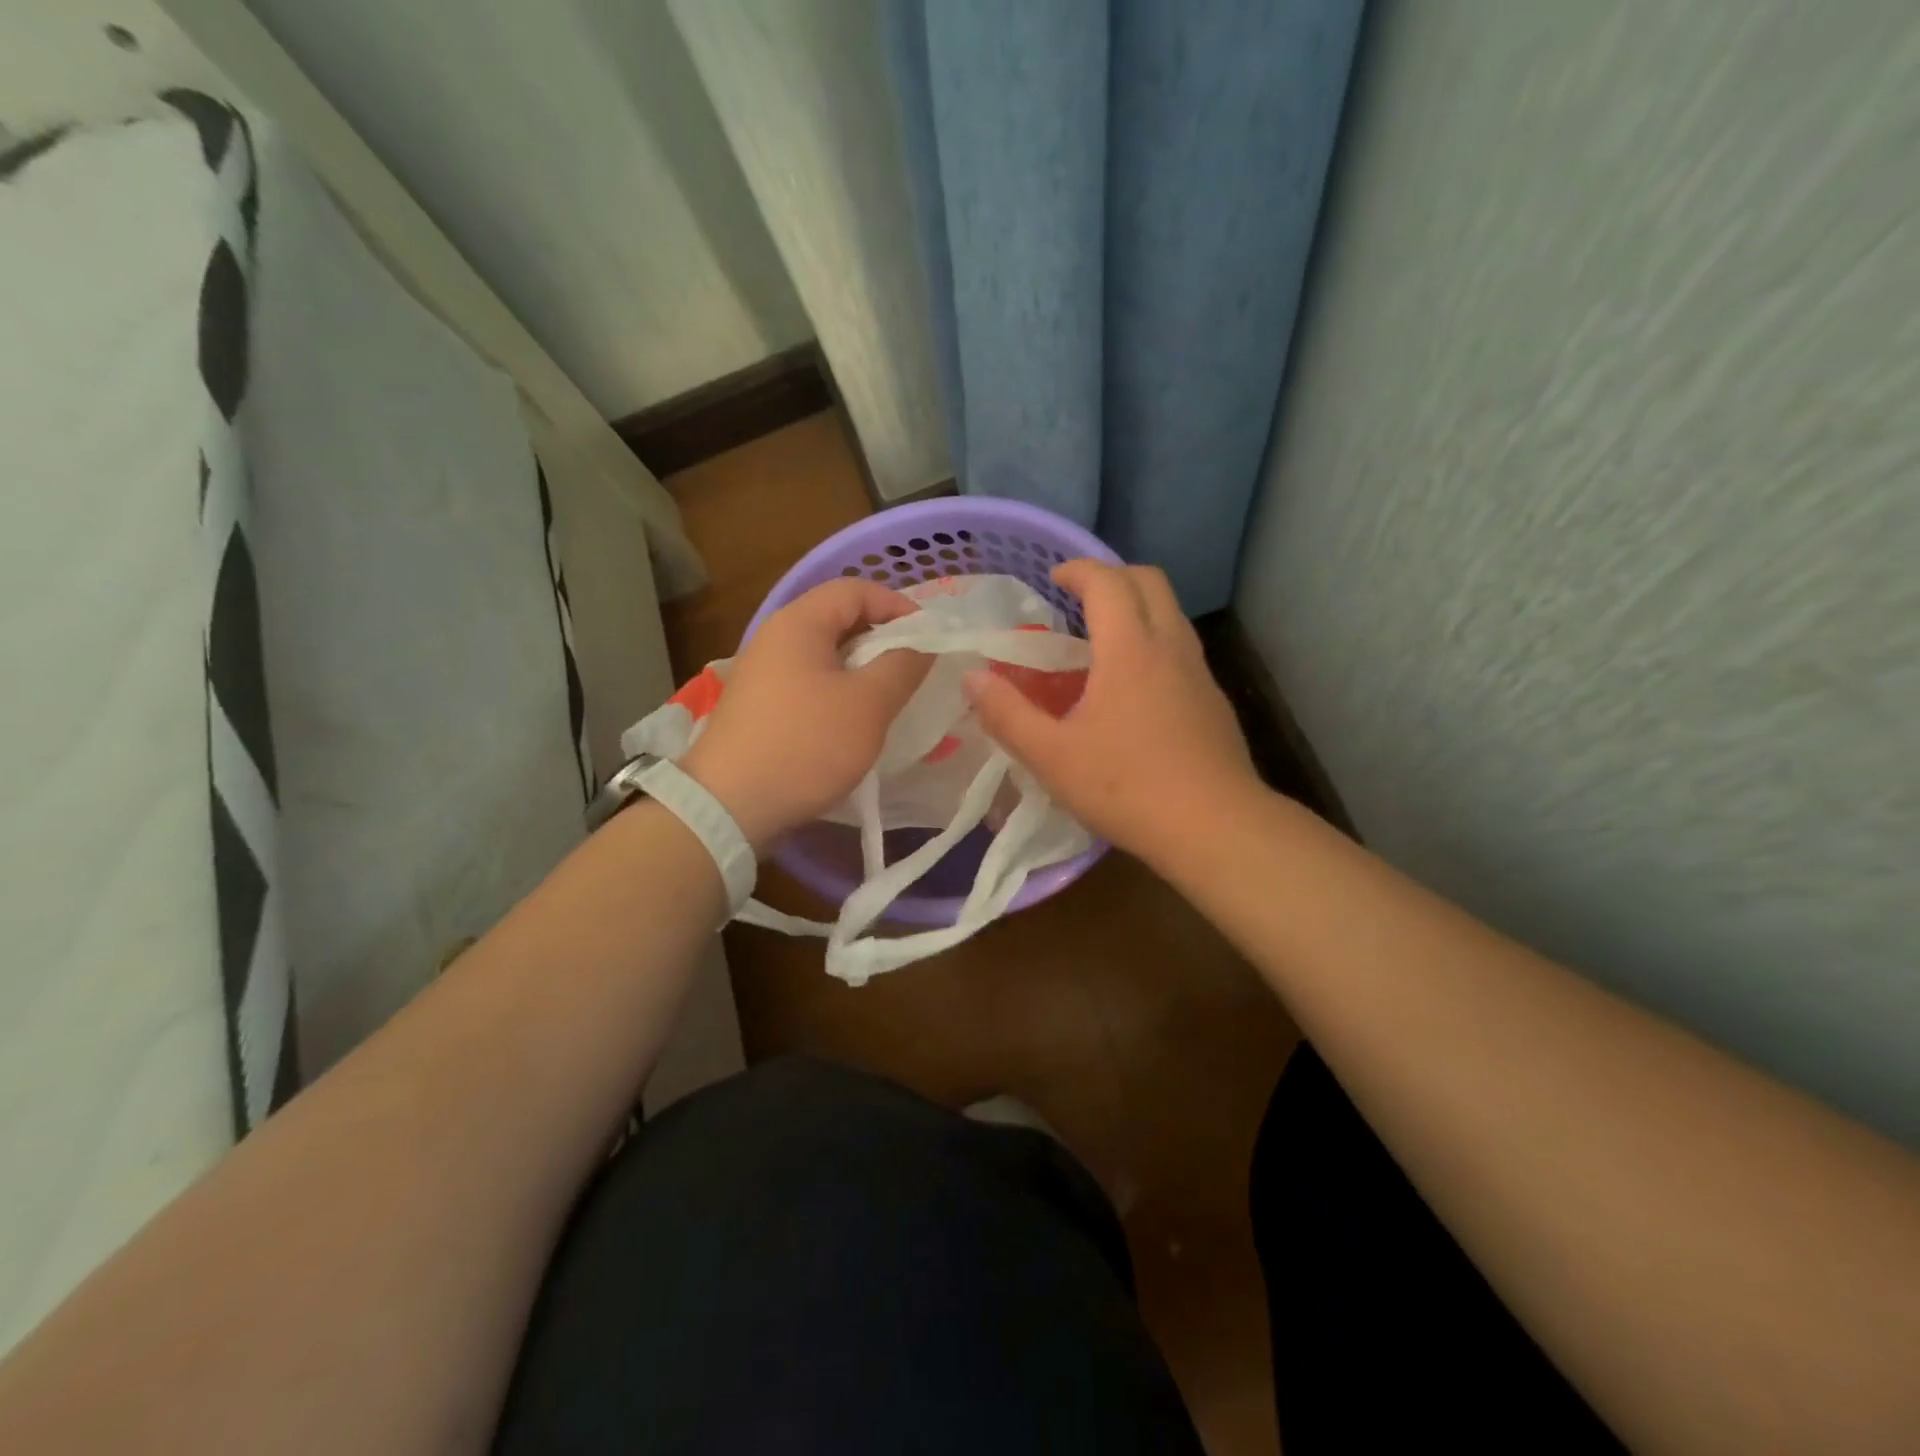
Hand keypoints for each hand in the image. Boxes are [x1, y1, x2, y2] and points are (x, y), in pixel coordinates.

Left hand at [680, 578, 929, 851]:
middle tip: (915, 669)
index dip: (898, 605)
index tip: (930, 639)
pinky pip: (810, 683)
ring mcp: (763, 673)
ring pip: (826, 655)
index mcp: (799, 622)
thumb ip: (903, 665)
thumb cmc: (806, 744)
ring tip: (892, 698)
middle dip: (883, 639)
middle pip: (839, 619)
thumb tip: (923, 643)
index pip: (856, 589)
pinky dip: (839, 692)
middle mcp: (776, 637)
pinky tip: (855, 723)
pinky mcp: (760, 706)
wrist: (729, 806)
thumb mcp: (868, 704)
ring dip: (863, 669)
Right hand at [964, 560, 1256, 857]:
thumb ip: (1007, 714)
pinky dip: (1154, 643)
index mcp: (1130, 649)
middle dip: (1112, 576)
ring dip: (1137, 609)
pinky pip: (1181, 649)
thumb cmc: (1127, 787)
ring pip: (1171, 614)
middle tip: (1079, 599)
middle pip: (1149, 581)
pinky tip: (1133, 690)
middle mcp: (1170, 647)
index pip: (1108, 582)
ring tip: (1102, 642)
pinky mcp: (1213, 701)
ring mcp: (1199, 673)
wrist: (1215, 827)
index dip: (1078, 569)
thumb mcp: (1052, 757)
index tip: (1053, 578)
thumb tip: (972, 677)